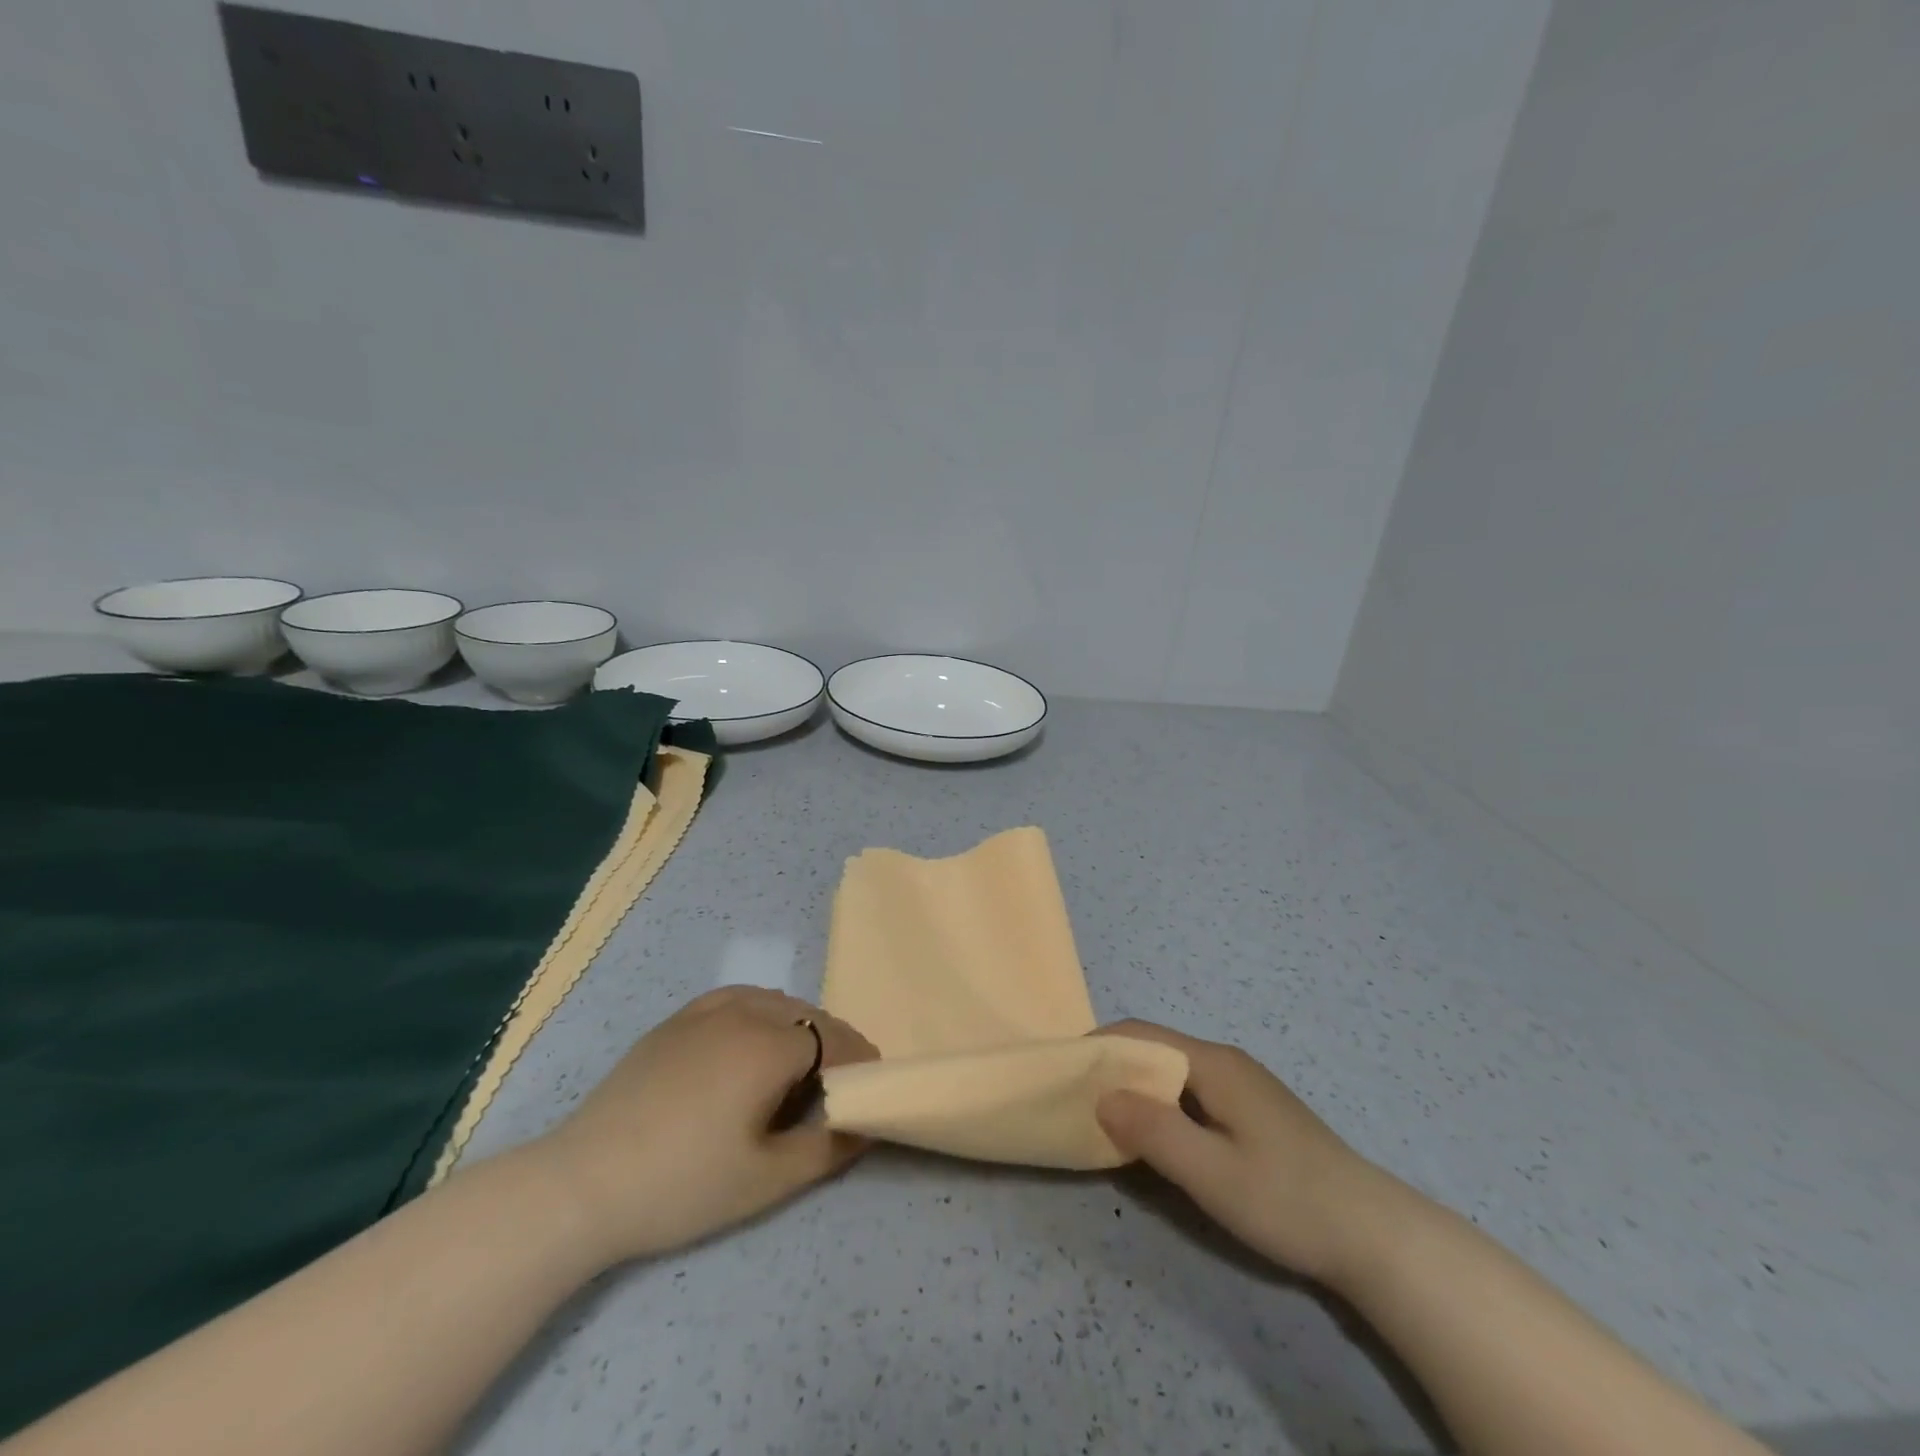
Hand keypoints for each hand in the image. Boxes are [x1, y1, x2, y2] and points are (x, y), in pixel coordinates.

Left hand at [535, 987, 877, 1264]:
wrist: (583, 1183)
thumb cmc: (684, 1184)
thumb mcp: (766, 1179)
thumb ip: (827, 1148)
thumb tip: (867, 1124)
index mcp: (769, 1045)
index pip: (834, 1040)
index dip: (857, 1062)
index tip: (869, 1088)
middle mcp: (743, 1013)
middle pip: (807, 1016)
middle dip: (833, 1044)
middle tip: (837, 1085)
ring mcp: (705, 1012)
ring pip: (774, 1003)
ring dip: (798, 1027)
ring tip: (799, 1066)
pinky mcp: (675, 1022)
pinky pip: (736, 999)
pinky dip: (760, 1013)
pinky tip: (751, 1040)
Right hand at [1096, 1020, 1380, 1280]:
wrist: (1374, 1235)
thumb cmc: (1287, 1199)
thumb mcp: (1211, 1172)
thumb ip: (1154, 1131)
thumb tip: (1102, 1096)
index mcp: (1214, 1064)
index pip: (1142, 1034)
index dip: (1099, 1046)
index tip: (1065, 1072)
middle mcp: (1225, 1062)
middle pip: (1156, 1050)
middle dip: (1114, 1069)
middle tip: (1079, 1103)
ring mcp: (1242, 1086)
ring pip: (1174, 1074)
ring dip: (1138, 1090)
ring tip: (1107, 1122)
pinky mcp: (1252, 1112)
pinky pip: (1192, 1094)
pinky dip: (1162, 1107)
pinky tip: (1157, 1139)